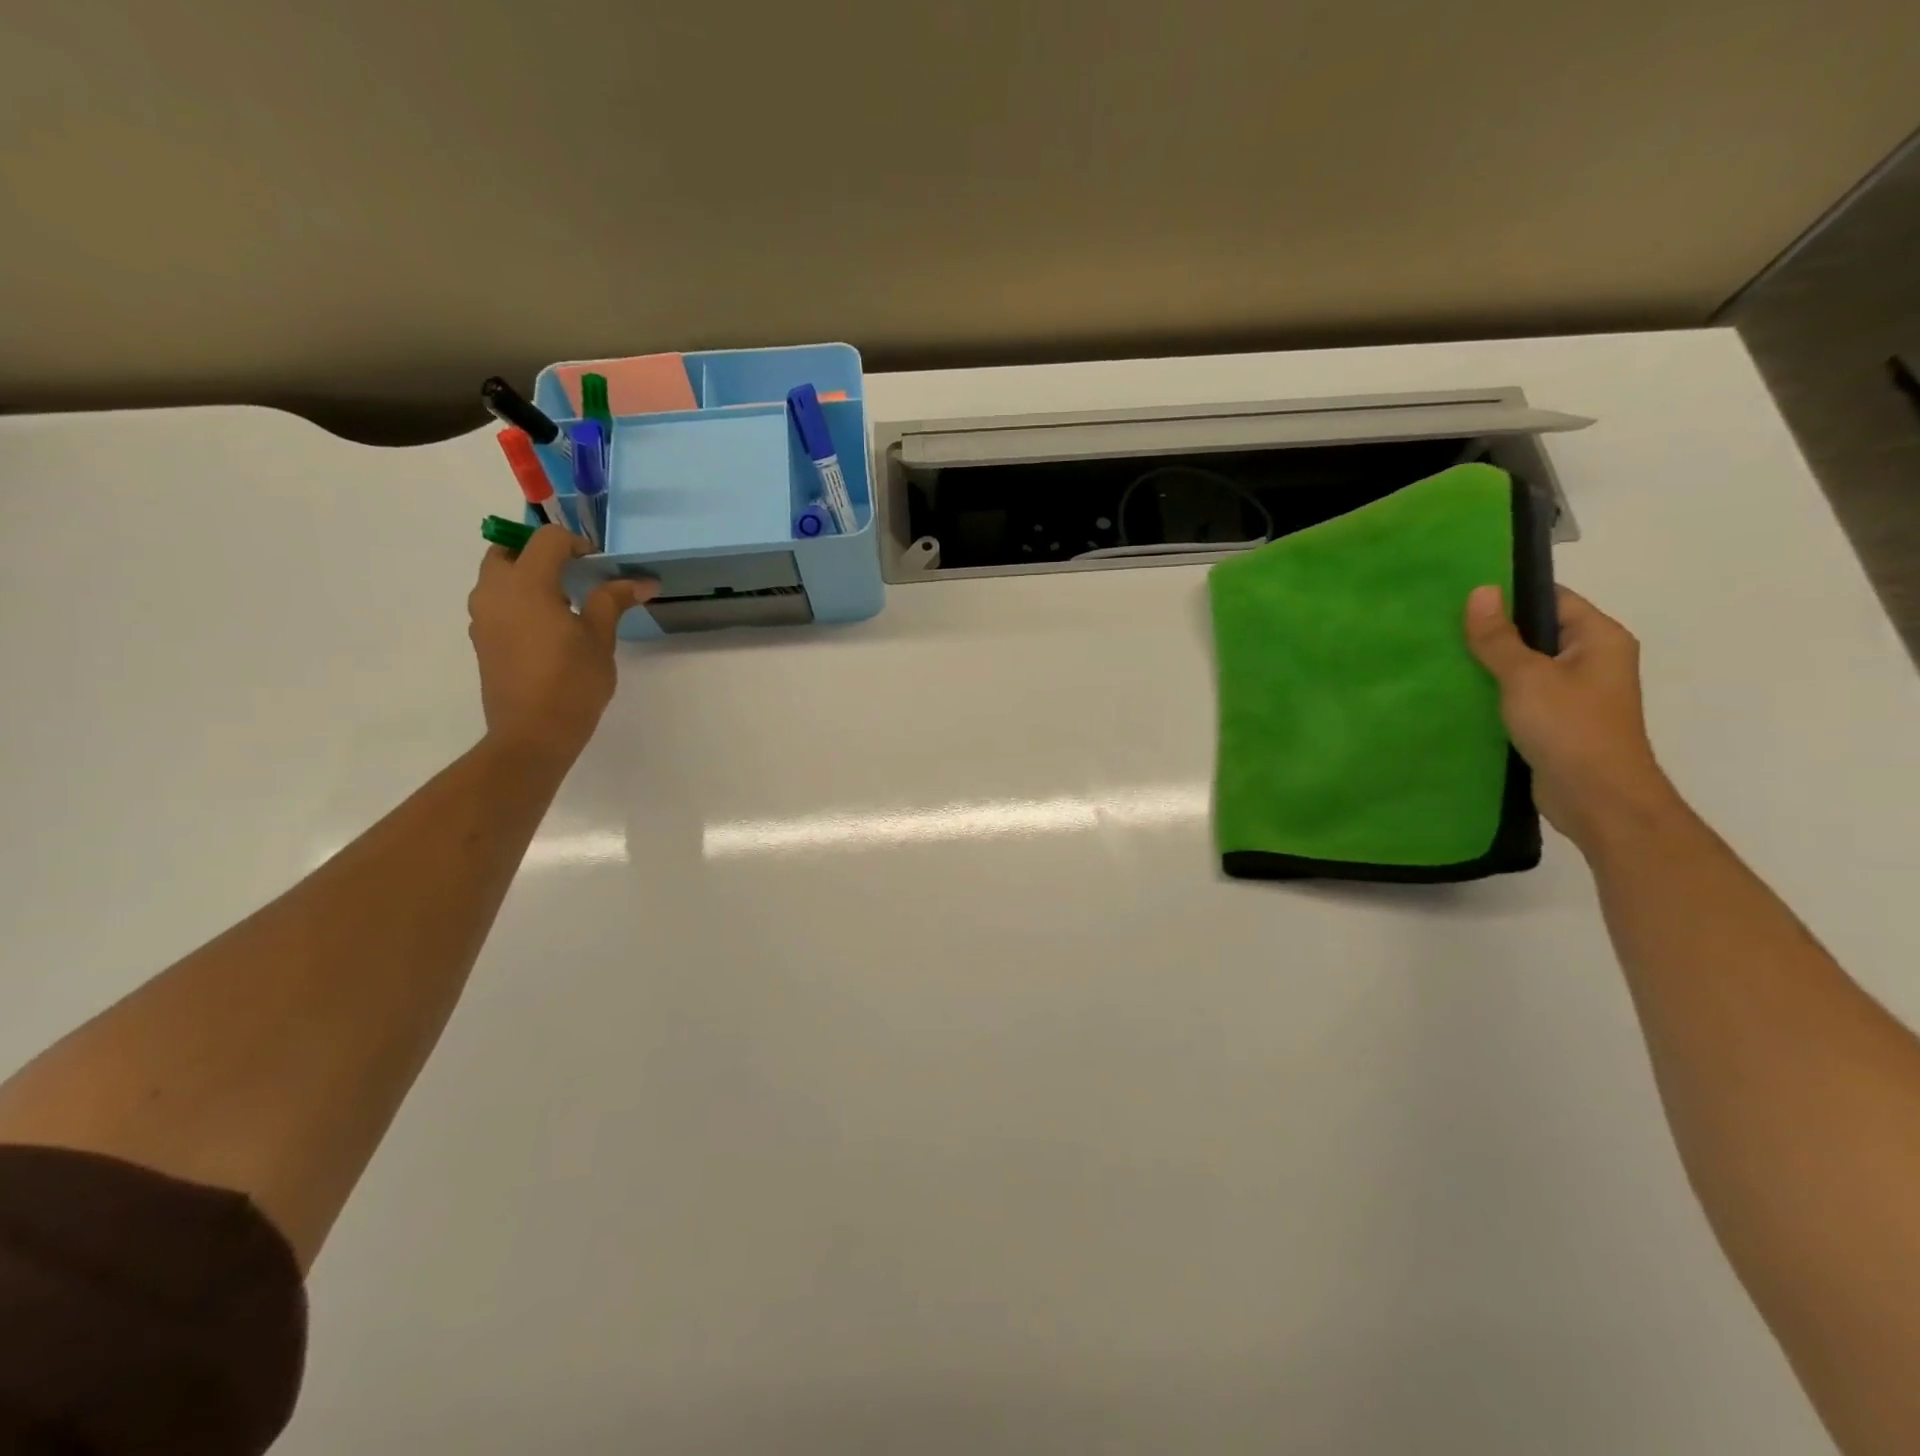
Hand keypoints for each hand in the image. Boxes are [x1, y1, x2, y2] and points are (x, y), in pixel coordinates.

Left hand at [467, 527, 657, 762]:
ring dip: (526, 575)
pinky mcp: (482, 639)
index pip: (546, 539)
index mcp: (525, 583)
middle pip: (509, 550)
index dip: (576, 543)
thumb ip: (613, 601)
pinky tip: (548, 626)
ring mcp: (482, 616)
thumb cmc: (572, 682)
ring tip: (563, 599)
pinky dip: (518, 600)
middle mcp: (495, 591)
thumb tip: (642, 581)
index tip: (599, 563)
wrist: (533, 733)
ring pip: (498, 576)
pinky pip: (496, 602)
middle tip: (573, 572)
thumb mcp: (599, 638)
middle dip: (540, 552)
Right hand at [1464, 584, 1681, 850]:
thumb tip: (1480, 590)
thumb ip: (1499, 637)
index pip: (1552, 599)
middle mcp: (1592, 659)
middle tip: (1440, 625)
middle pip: (1536, 631)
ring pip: (1524, 665)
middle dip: (1492, 630)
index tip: (1460, 595)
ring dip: (1488, 663)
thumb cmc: (1569, 728)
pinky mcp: (1555, 720)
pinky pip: (1520, 694)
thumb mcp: (1526, 677)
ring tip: (1441, 656)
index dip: (1509, 594)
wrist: (1597, 798)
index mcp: (1598, 638)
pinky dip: (1493, 691)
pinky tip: (1458, 692)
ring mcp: (1574, 692)